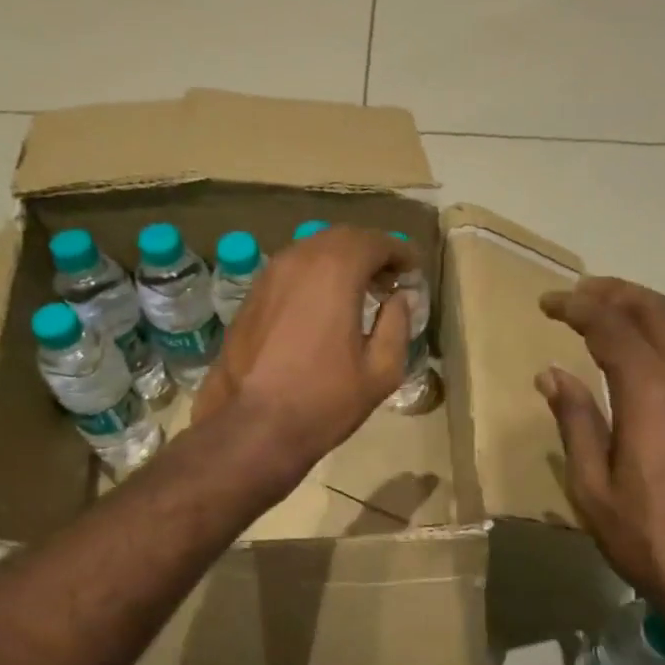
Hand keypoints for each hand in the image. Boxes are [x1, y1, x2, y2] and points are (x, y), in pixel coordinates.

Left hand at [194, 226, 414, 485]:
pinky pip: (290, 272)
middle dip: (370, 252)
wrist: (254, 426)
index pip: (375, 242)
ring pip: (312, 252)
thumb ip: (397, 324)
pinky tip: (323, 307)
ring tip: (359, 292)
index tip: (414, 270)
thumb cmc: (325, 400)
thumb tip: (401, 298)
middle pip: (342, 238)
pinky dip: (314, 277)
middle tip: (390, 279)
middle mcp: (298, 259)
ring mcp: (268, 276)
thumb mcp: (381, 369)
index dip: (400, 252)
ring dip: (340, 263)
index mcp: (335, 270)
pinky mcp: (250, 297)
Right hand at [537, 277, 664, 656]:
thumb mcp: (594, 491)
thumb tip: (552, 374)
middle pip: (656, 311)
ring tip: (615, 313)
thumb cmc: (653, 544)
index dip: (576, 307)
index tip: (547, 304)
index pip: (611, 326)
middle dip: (613, 293)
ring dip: (649, 309)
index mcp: (651, 394)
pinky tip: (658, 355)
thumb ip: (576, 423)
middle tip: (578, 294)